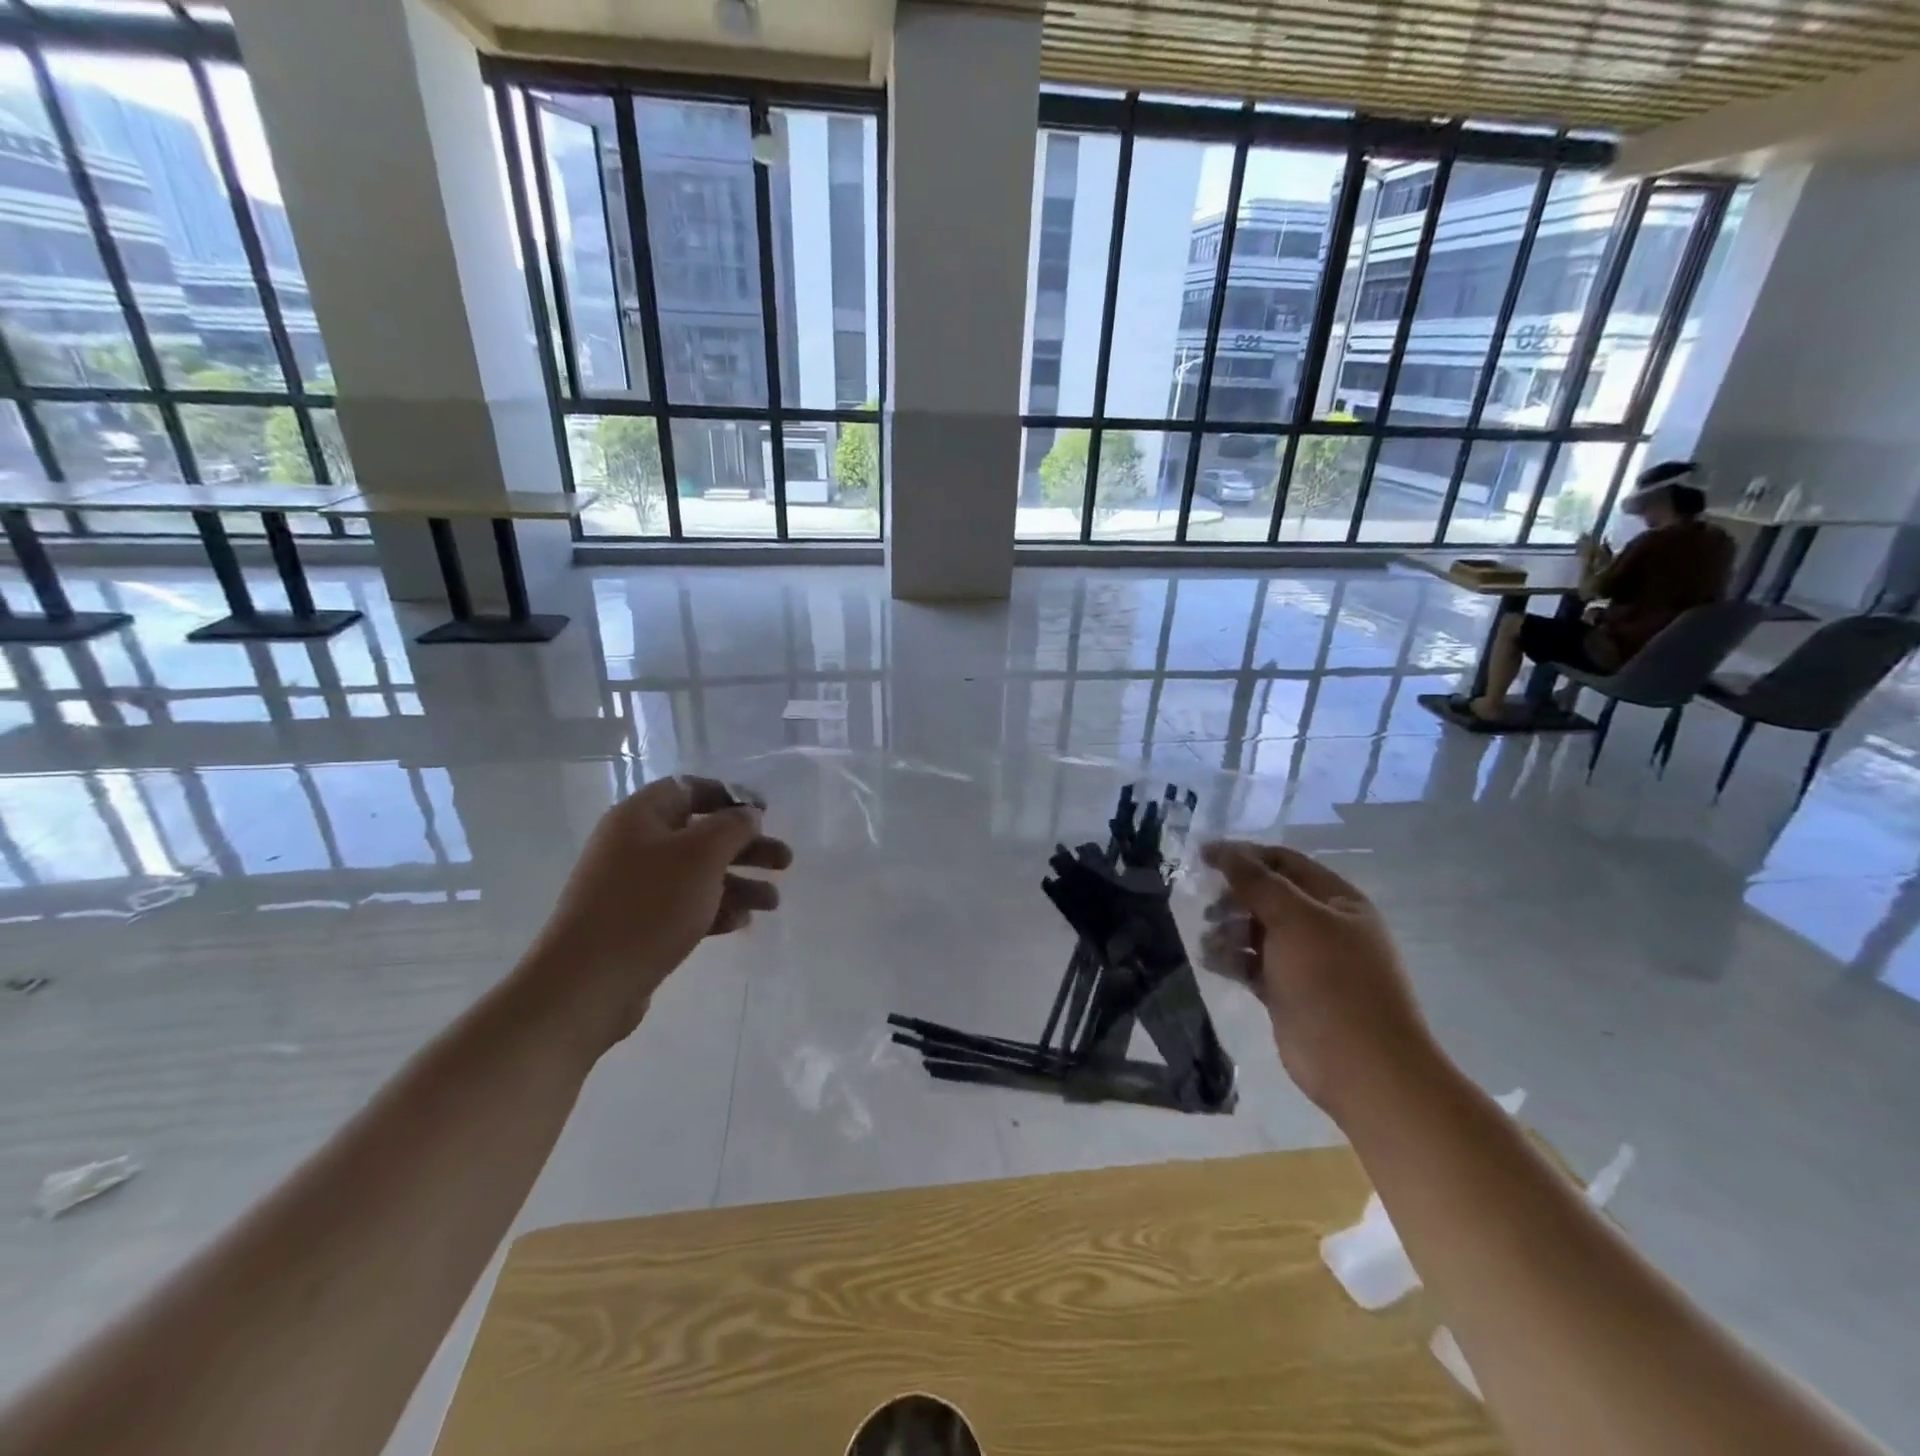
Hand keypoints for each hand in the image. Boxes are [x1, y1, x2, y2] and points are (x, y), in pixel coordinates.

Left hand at [526, 775, 791, 1049]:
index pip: (690, 788)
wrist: (586, 984)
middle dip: (746, 847)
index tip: (766, 812)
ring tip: (772, 904)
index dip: (731, 796)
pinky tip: (741, 923)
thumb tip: (748, 814)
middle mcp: (634, 845)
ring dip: (738, 883)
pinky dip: (715, 909)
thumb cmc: (648, 906)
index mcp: (640, 817)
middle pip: (701, 834)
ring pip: (697, 874)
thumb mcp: (701, 856)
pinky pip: (683, 906)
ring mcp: (632, 887)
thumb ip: (733, 827)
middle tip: (784, 862)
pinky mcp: (635, 924)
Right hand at [1198, 841, 1439, 1119]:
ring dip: (1228, 928)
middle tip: (1206, 906)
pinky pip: (1251, 963)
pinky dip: (1230, 958)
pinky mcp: (1286, 991)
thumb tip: (1221, 849)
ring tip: (1209, 940)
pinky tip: (1211, 960)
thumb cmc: (1332, 982)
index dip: (1244, 855)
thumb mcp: (1295, 919)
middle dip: (1233, 896)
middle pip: (1267, 895)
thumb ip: (1256, 882)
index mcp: (1337, 901)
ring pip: (1256, 930)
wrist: (1361, 1067)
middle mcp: (1322, 925)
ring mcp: (1305, 961)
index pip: (1284, 862)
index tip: (1203, 857)